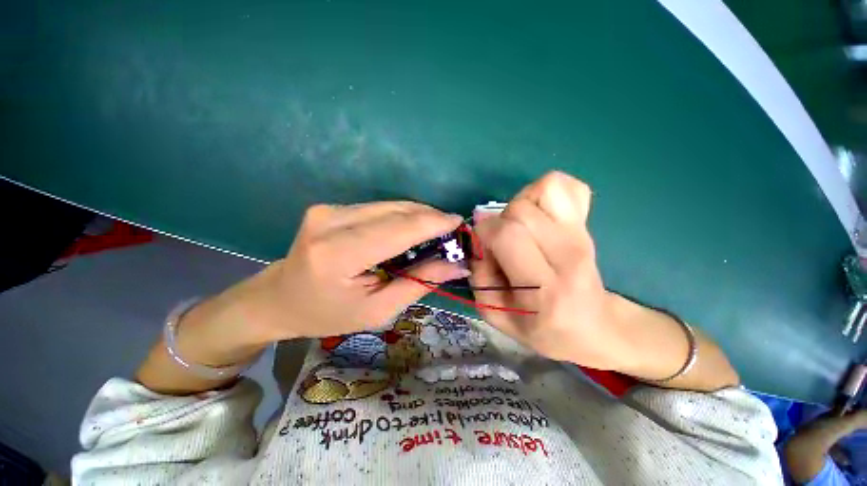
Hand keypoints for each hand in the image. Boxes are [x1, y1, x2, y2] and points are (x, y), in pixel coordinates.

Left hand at [242, 202, 467, 340]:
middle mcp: (330, 221)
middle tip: (451, 233)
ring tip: (435, 233)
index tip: (459, 224)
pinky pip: (378, 208)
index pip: (398, 229)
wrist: (279, 298)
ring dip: (417, 216)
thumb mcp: (377, 310)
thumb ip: (419, 282)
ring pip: (389, 205)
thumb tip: (457, 265)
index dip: (433, 223)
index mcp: (338, 255)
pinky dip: (400, 216)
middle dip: (430, 218)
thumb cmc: (328, 314)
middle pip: (396, 211)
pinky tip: (410, 230)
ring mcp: (328, 209)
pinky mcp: (331, 206)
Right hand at [470, 172, 628, 368]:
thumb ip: (479, 276)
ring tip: (522, 226)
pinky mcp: (589, 225)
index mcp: (543, 288)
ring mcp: (583, 236)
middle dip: (501, 221)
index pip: (508, 235)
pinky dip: (548, 192)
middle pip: (522, 210)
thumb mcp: (496, 314)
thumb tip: (480, 236)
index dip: (485, 231)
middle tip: (503, 242)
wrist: (593, 327)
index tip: (483, 243)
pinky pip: (569, 186)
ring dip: (522, 202)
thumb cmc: (541, 328)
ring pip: (545, 188)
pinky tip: (541, 215)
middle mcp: (568, 255)